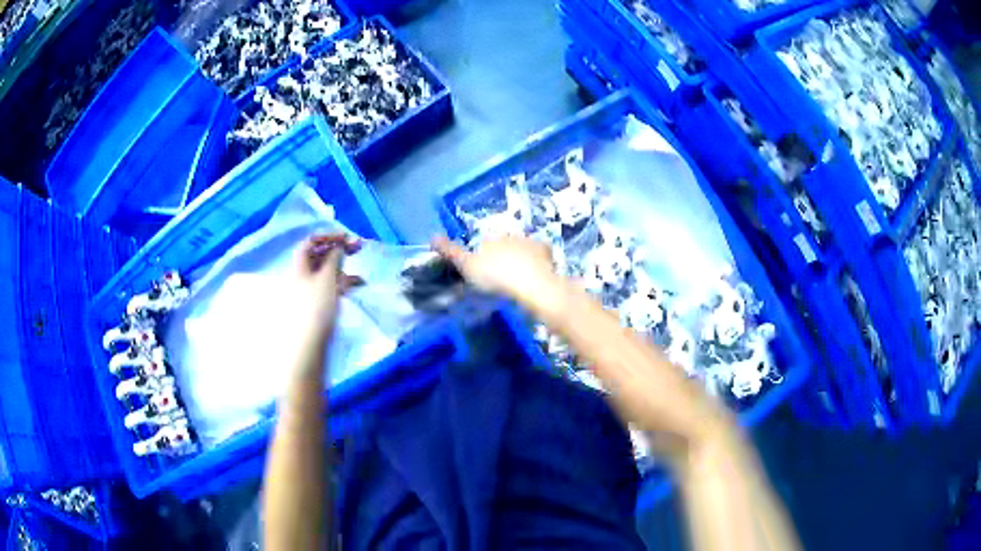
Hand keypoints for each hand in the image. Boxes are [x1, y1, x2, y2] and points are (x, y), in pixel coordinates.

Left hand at [295, 234, 364, 335]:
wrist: (308, 344)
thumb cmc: (316, 306)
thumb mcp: (328, 278)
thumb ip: (334, 258)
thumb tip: (338, 246)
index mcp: (300, 265)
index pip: (310, 242)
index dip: (327, 236)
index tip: (346, 237)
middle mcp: (301, 275)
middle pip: (318, 255)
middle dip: (337, 250)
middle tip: (358, 248)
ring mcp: (308, 290)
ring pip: (325, 272)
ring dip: (342, 269)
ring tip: (359, 276)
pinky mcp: (315, 304)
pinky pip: (328, 287)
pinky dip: (341, 284)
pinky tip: (354, 288)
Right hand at [432, 235, 562, 312]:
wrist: (532, 284)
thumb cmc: (495, 276)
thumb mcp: (467, 266)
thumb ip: (451, 251)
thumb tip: (432, 236)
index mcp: (491, 238)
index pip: (484, 244)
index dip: (483, 257)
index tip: (485, 273)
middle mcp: (511, 235)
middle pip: (504, 244)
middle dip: (503, 256)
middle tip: (502, 277)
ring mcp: (531, 243)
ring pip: (523, 249)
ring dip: (521, 259)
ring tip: (520, 279)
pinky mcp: (547, 254)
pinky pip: (541, 256)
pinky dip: (539, 262)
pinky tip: (537, 275)